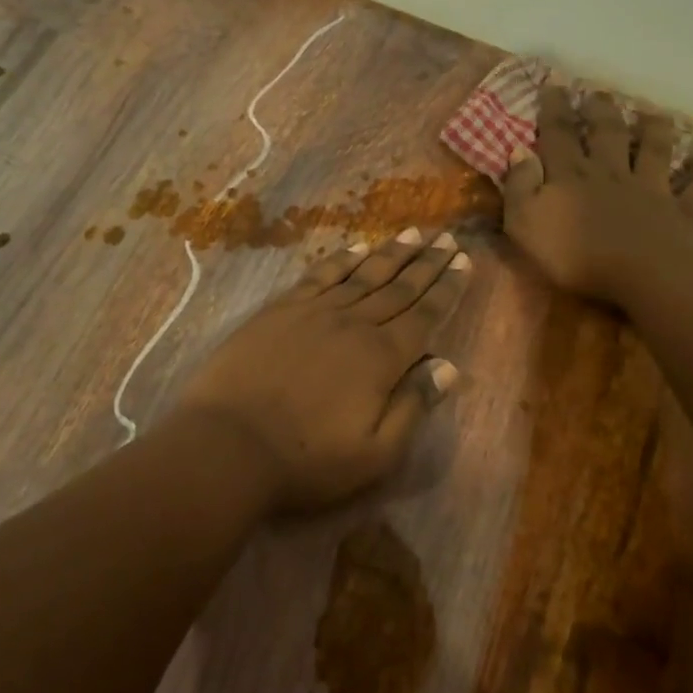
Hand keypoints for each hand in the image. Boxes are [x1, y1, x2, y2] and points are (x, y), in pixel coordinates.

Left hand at [173, 230, 471, 513]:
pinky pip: (319, 275)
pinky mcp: (279, 310)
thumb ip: (413, 406)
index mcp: (381, 358)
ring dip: (390, 253)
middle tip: (447, 238)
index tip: (463, 262)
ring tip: (412, 233)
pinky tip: (356, 247)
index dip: (446, 288)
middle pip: (397, 287)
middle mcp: (352, 323)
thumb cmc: (307, 460)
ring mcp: (313, 311)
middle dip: (426, 262)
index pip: (424, 314)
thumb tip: (448, 366)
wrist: (229, 443)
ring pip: (362, 274)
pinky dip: (341, 259)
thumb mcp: (375, 452)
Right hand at [503, 84, 692, 301]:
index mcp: (570, 175)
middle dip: (601, 112)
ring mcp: (651, 190)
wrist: (642, 275)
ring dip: (654, 131)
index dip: (554, 108)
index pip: (558, 134)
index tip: (554, 85)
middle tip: (599, 94)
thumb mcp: (524, 223)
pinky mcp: (684, 213)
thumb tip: (520, 151)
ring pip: (655, 151)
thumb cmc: (573, 255)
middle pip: (607, 134)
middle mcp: (611, 173)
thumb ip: (520, 186)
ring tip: (653, 114)